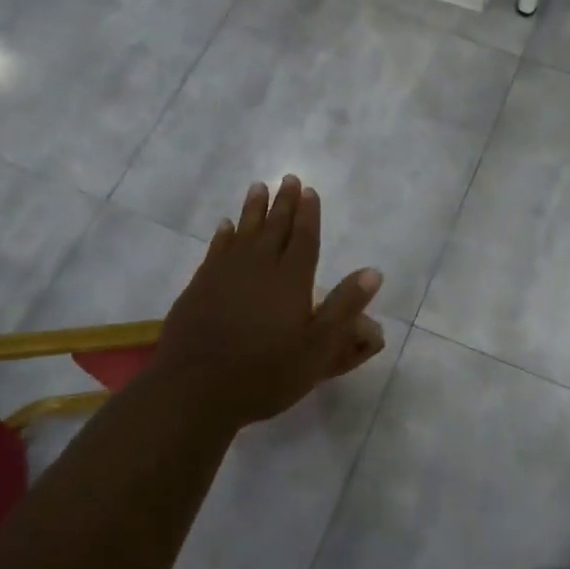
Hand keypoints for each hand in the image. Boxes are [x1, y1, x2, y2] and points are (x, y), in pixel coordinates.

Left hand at [152, 175, 385, 428]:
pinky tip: (225, 226)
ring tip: (258, 187)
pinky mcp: (200, 286)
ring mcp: (225, 274)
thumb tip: (373, 272)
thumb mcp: (318, 349)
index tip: (309, 191)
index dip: (309, 214)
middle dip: (284, 202)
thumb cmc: (266, 373)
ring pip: (244, 231)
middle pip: (274, 227)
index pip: (304, 238)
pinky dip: (223, 235)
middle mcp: (259, 267)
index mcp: (291, 280)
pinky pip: (216, 249)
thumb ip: (344, 308)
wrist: (196, 389)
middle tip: (288, 178)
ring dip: (252, 209)